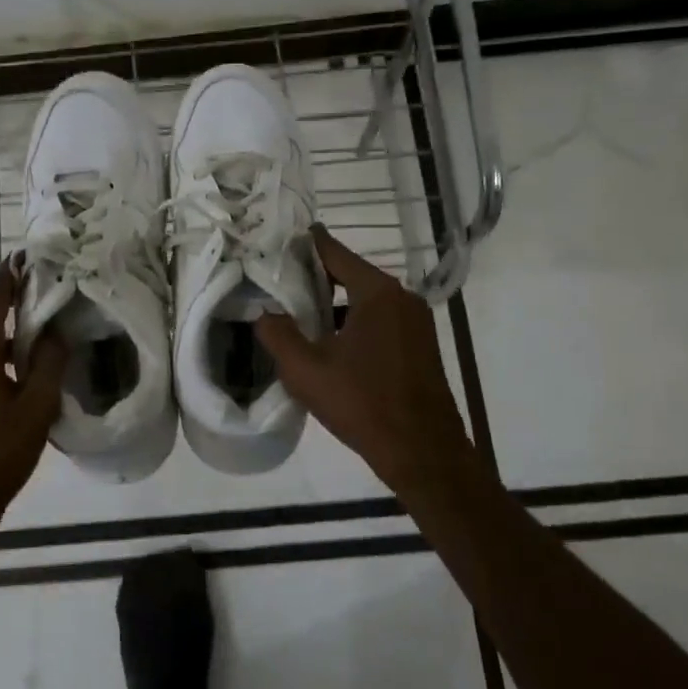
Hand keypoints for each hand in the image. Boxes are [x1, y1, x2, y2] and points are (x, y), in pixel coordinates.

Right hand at [255, 226, 474, 500]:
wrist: (423, 452)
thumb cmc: (363, 403)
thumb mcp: (306, 370)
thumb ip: (278, 335)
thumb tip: (264, 313)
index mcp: (377, 293)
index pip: (335, 253)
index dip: (308, 243)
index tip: (283, 235)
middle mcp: (401, 297)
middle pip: (352, 274)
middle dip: (317, 276)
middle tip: (281, 279)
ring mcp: (416, 321)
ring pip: (367, 299)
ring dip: (336, 303)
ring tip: (300, 313)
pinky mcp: (421, 344)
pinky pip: (381, 319)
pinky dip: (355, 320)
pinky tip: (332, 342)